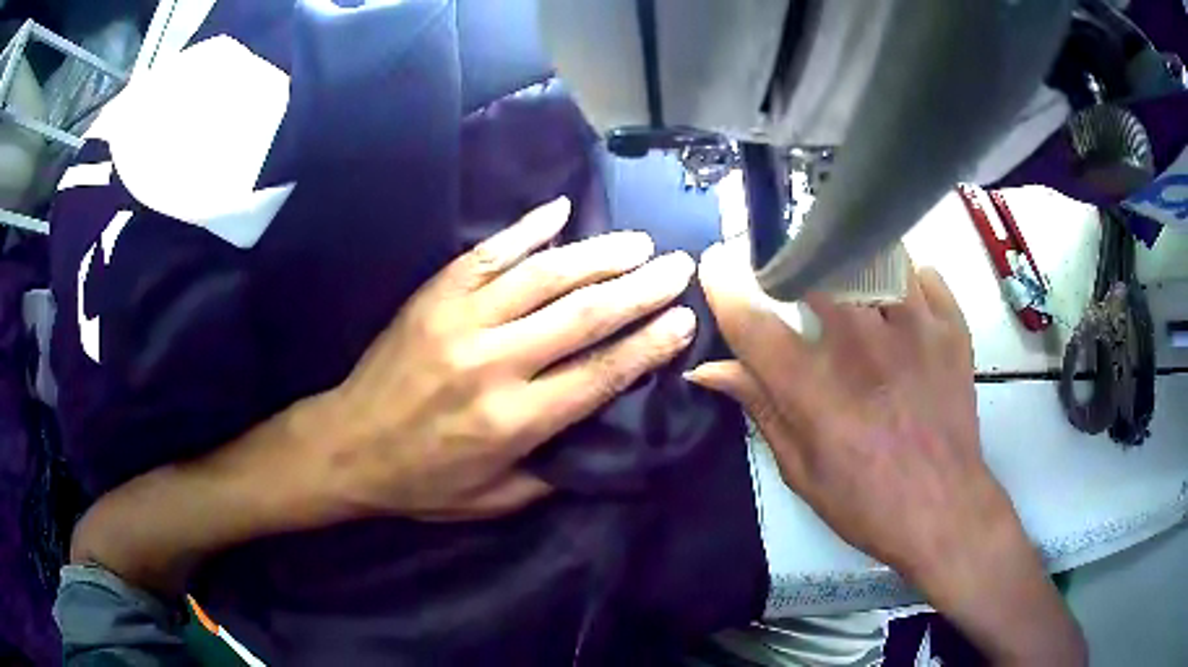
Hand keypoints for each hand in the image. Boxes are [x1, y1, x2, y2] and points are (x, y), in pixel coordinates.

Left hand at [311, 197, 696, 520]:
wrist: (346, 446)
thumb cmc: (421, 482)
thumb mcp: (492, 501)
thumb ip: (550, 474)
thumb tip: (598, 439)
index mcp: (513, 421)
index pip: (600, 373)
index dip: (648, 344)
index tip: (683, 319)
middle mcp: (494, 363)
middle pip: (584, 315)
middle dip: (640, 289)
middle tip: (677, 267)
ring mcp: (460, 321)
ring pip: (544, 276)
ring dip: (598, 255)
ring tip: (638, 243)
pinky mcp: (434, 297)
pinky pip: (488, 254)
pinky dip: (526, 229)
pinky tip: (559, 211)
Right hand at [687, 241, 1084, 664]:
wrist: (944, 510)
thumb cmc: (867, 502)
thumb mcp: (801, 469)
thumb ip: (759, 407)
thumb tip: (709, 369)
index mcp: (815, 388)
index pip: (752, 319)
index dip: (724, 283)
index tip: (716, 263)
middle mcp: (861, 345)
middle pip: (813, 267)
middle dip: (789, 262)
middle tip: (788, 274)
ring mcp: (914, 328)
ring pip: (871, 256)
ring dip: (849, 262)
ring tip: (845, 278)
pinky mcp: (951, 327)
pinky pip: (922, 273)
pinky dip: (903, 278)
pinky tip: (898, 301)